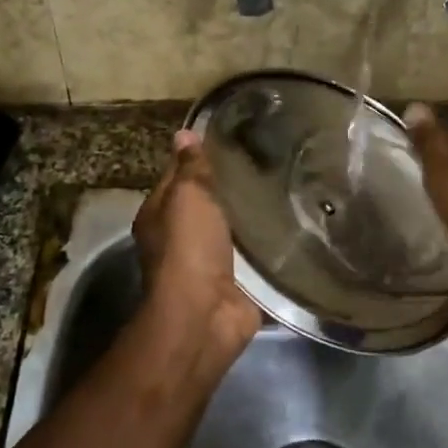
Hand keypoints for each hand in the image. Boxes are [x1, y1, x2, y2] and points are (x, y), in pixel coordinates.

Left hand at [134, 130, 260, 378]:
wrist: (205, 314)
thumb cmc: (188, 248)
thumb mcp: (187, 197)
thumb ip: (190, 168)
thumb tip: (184, 134)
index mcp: (158, 216)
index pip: (176, 177)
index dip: (197, 158)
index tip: (231, 138)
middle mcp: (178, 239)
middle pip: (204, 204)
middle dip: (229, 187)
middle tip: (266, 161)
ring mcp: (207, 263)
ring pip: (230, 229)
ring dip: (248, 215)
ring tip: (283, 187)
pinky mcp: (235, 281)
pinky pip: (251, 254)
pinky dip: (264, 243)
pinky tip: (289, 225)